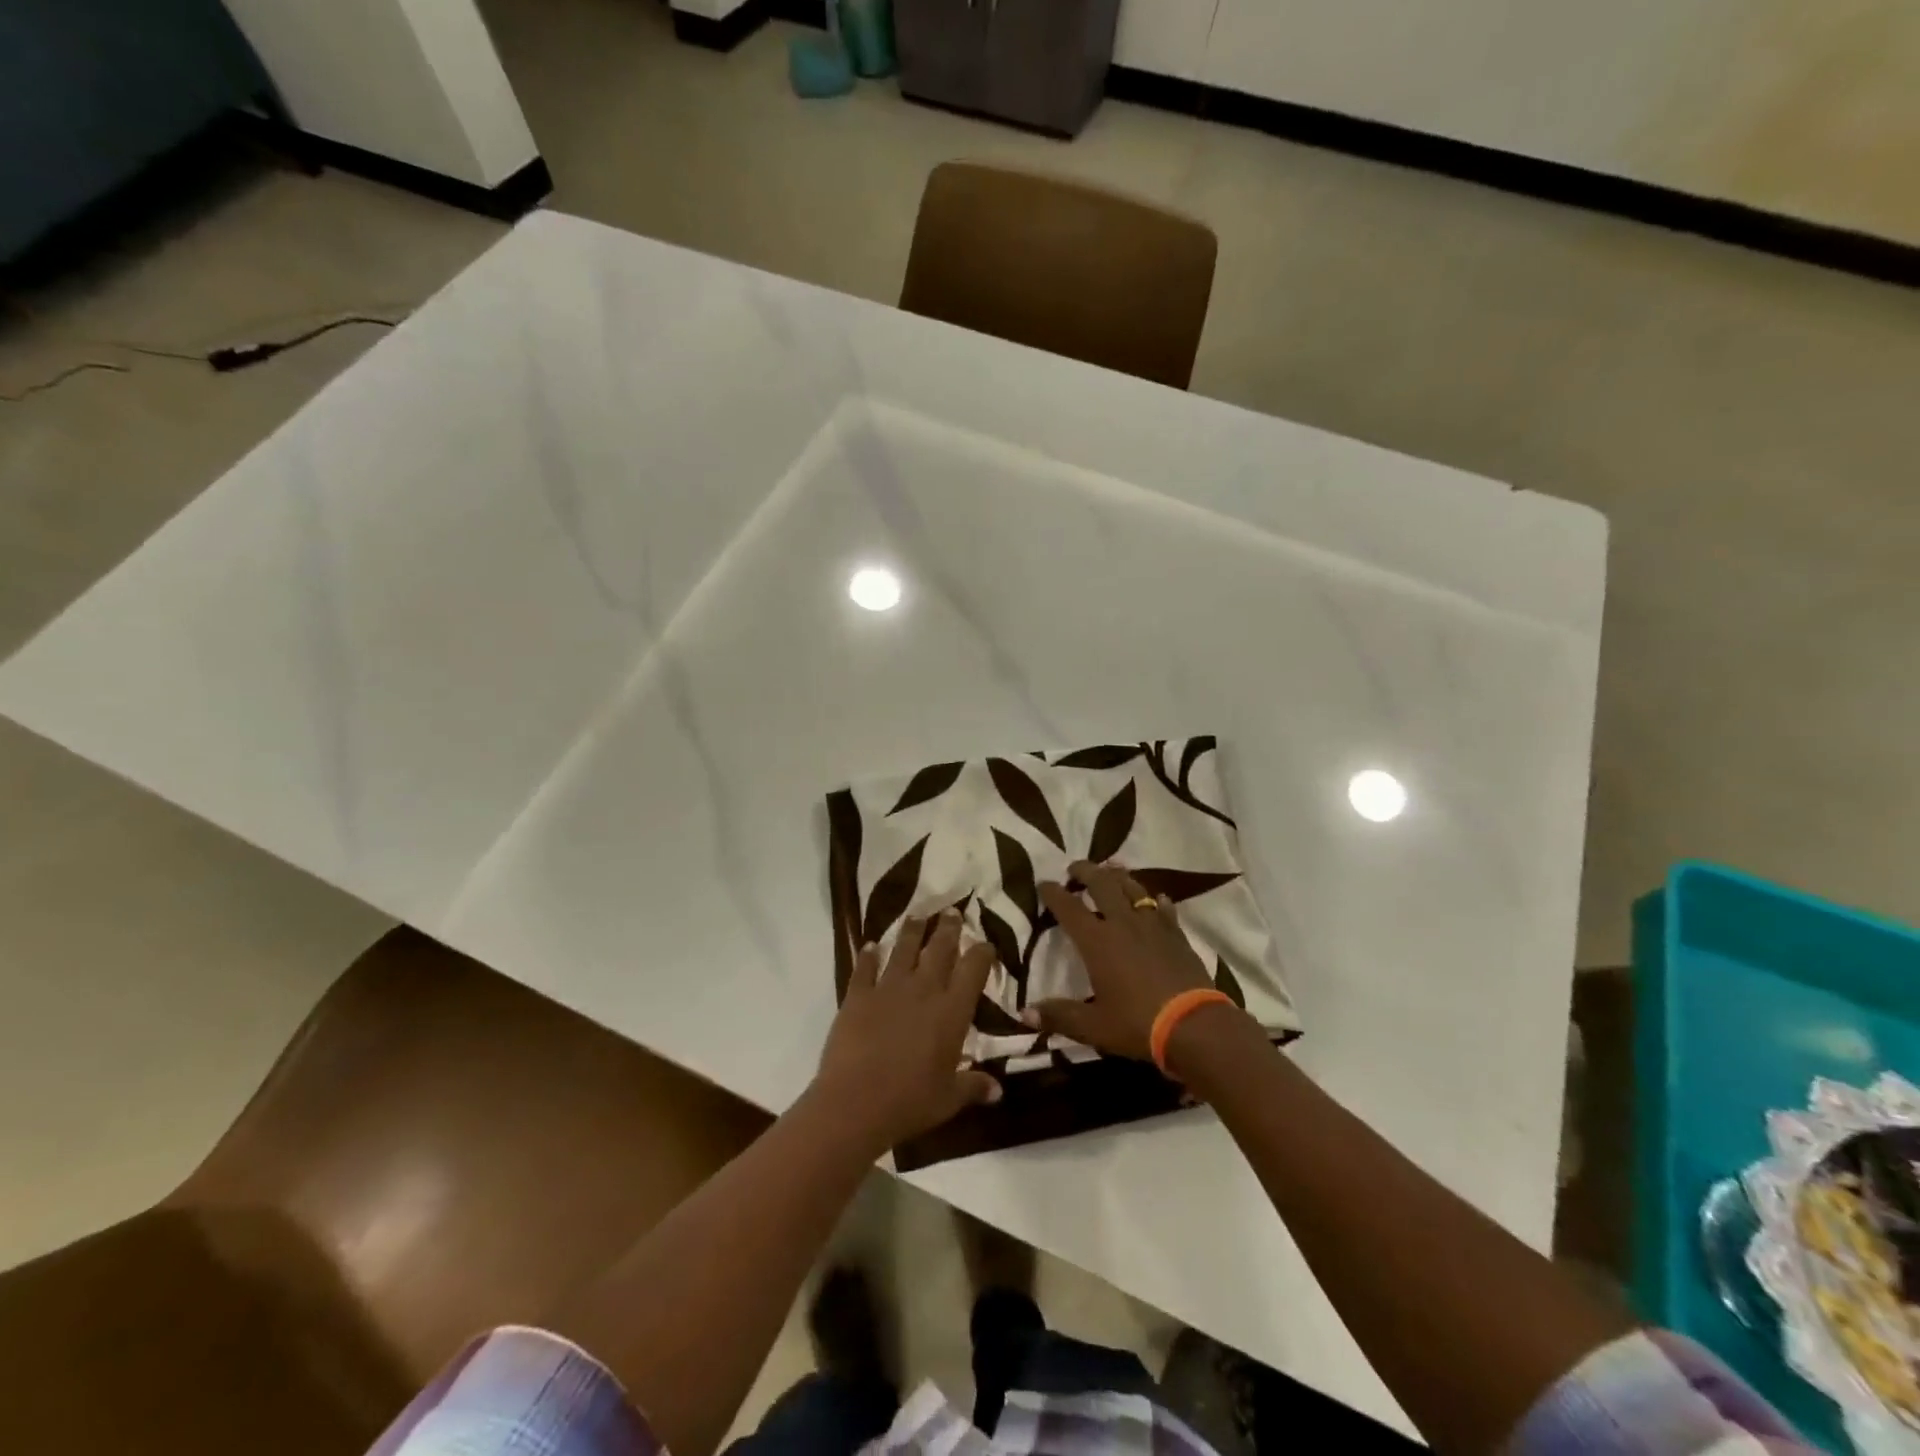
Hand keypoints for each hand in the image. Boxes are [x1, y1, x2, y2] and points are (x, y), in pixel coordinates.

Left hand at [813, 910, 1000, 1151]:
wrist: (855, 1103)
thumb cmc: (910, 1102)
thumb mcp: (949, 1098)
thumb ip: (973, 1086)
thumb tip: (998, 1090)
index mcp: (952, 1010)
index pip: (973, 969)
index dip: (982, 952)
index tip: (986, 943)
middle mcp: (923, 990)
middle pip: (939, 949)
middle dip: (948, 928)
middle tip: (952, 911)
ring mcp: (888, 988)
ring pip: (903, 949)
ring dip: (912, 930)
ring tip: (917, 915)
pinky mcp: (857, 996)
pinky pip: (864, 969)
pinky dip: (868, 956)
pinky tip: (870, 946)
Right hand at [1028, 860, 1215, 1059]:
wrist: (1195, 1026)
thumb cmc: (1137, 1024)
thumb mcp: (1093, 1026)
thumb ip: (1059, 1016)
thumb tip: (1025, 1013)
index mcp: (1097, 941)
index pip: (1069, 907)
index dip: (1053, 893)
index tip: (1043, 884)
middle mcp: (1123, 924)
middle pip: (1102, 884)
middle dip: (1085, 871)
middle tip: (1075, 868)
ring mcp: (1153, 926)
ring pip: (1133, 888)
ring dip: (1118, 877)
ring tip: (1110, 871)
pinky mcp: (1177, 935)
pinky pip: (1164, 908)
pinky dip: (1155, 901)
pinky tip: (1157, 900)